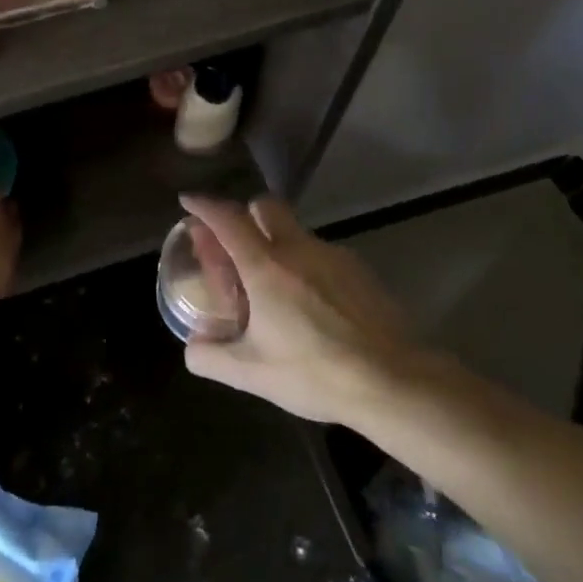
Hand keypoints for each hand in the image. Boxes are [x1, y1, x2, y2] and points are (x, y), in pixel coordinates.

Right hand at [177, 193, 429, 425]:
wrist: (394, 381)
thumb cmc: (314, 372)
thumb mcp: (251, 373)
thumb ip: (210, 357)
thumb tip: (191, 346)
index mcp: (265, 266)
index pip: (227, 218)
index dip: (204, 205)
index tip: (188, 200)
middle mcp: (298, 249)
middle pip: (266, 206)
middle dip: (245, 213)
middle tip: (236, 243)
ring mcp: (334, 256)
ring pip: (296, 232)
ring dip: (277, 243)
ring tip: (274, 285)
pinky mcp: (361, 272)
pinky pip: (322, 255)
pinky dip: (307, 266)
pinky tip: (312, 304)